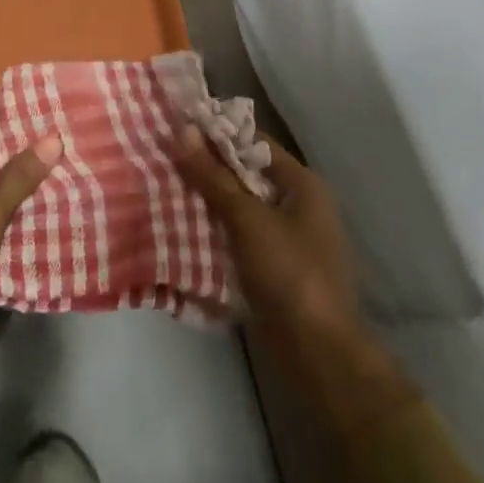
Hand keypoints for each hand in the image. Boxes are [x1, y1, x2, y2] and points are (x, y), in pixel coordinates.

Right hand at [173, 125, 417, 436]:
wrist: (318, 355)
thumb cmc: (290, 274)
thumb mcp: (248, 220)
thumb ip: (214, 177)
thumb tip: (183, 129)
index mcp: (303, 184)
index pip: (255, 143)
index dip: (219, 134)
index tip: (178, 127)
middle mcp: (299, 205)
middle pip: (247, 175)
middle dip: (208, 169)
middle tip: (164, 158)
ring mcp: (288, 239)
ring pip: (241, 208)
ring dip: (208, 202)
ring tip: (165, 188)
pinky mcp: (275, 269)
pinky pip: (240, 238)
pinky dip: (216, 231)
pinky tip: (183, 229)